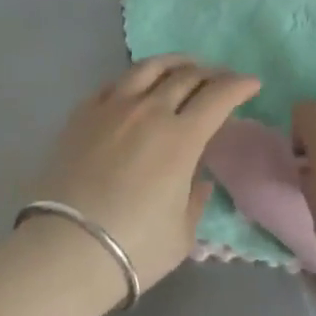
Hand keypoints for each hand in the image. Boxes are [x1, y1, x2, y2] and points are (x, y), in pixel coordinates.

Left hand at [26, 56, 259, 302]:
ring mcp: (113, 107)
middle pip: (187, 76)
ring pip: (150, 67)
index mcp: (181, 137)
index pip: (219, 96)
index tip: (252, 84)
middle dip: (212, 73)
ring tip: (185, 67)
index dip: (239, 86)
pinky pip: (115, 82)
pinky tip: (139, 85)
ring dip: (175, 63)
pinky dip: (137, 78)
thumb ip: (195, 200)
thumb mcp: (182, 235)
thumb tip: (198, 179)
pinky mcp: (83, 113)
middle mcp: (150, 111)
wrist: (63, 252)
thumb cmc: (132, 249)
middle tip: (221, 79)